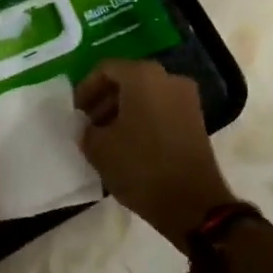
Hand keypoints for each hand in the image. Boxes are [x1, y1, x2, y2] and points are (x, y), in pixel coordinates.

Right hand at [76, 59, 232, 243]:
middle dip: (104, 100)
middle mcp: (168, 78)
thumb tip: (87, 127)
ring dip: (122, 111)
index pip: (105, 70)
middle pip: (127, 80)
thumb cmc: (141, 167)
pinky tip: (129, 145)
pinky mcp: (196, 120)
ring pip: (145, 95)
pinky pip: (161, 109)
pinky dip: (142, 120)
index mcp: (143, 76)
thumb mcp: (99, 148)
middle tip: (88, 124)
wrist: (193, 203)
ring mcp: (186, 98)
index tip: (75, 113)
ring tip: (105, 137)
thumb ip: (85, 130)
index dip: (85, 89)